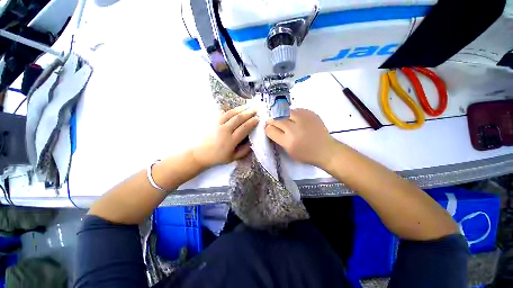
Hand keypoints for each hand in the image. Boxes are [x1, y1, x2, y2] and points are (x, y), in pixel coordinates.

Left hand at [192, 105, 258, 168]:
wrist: (200, 154)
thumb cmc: (218, 157)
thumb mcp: (233, 157)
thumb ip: (244, 150)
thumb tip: (252, 142)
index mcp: (230, 140)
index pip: (244, 128)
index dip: (252, 122)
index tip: (258, 118)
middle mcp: (224, 130)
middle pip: (239, 118)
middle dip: (249, 112)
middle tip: (257, 109)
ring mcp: (217, 124)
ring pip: (231, 113)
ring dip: (241, 109)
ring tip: (249, 106)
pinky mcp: (213, 121)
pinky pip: (223, 113)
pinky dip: (231, 110)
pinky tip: (236, 108)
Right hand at [265, 109, 336, 168]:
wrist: (325, 150)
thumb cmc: (306, 154)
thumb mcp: (289, 152)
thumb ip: (279, 140)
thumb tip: (272, 129)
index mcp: (288, 141)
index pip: (271, 130)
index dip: (267, 129)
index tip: (268, 128)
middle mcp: (294, 129)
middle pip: (277, 120)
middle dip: (271, 121)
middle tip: (271, 122)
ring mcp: (303, 119)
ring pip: (285, 112)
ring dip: (281, 116)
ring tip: (284, 120)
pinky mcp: (310, 114)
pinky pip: (296, 110)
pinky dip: (292, 114)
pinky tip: (295, 119)